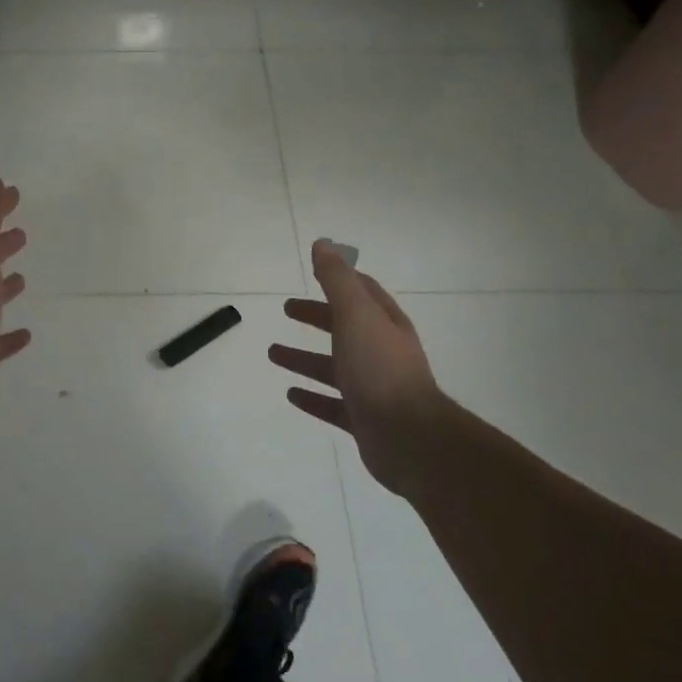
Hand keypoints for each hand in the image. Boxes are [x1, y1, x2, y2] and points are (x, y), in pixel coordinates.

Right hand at [269, 240, 447, 485]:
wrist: (408, 436)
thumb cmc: (380, 367)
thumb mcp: (356, 314)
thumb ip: (337, 280)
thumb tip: (322, 244)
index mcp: (384, 324)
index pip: (362, 293)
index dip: (340, 280)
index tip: (315, 273)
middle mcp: (380, 352)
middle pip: (344, 328)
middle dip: (316, 316)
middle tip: (286, 309)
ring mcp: (372, 388)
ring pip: (332, 367)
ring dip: (304, 358)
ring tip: (272, 353)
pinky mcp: (362, 419)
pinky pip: (331, 404)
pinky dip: (311, 397)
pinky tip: (291, 394)